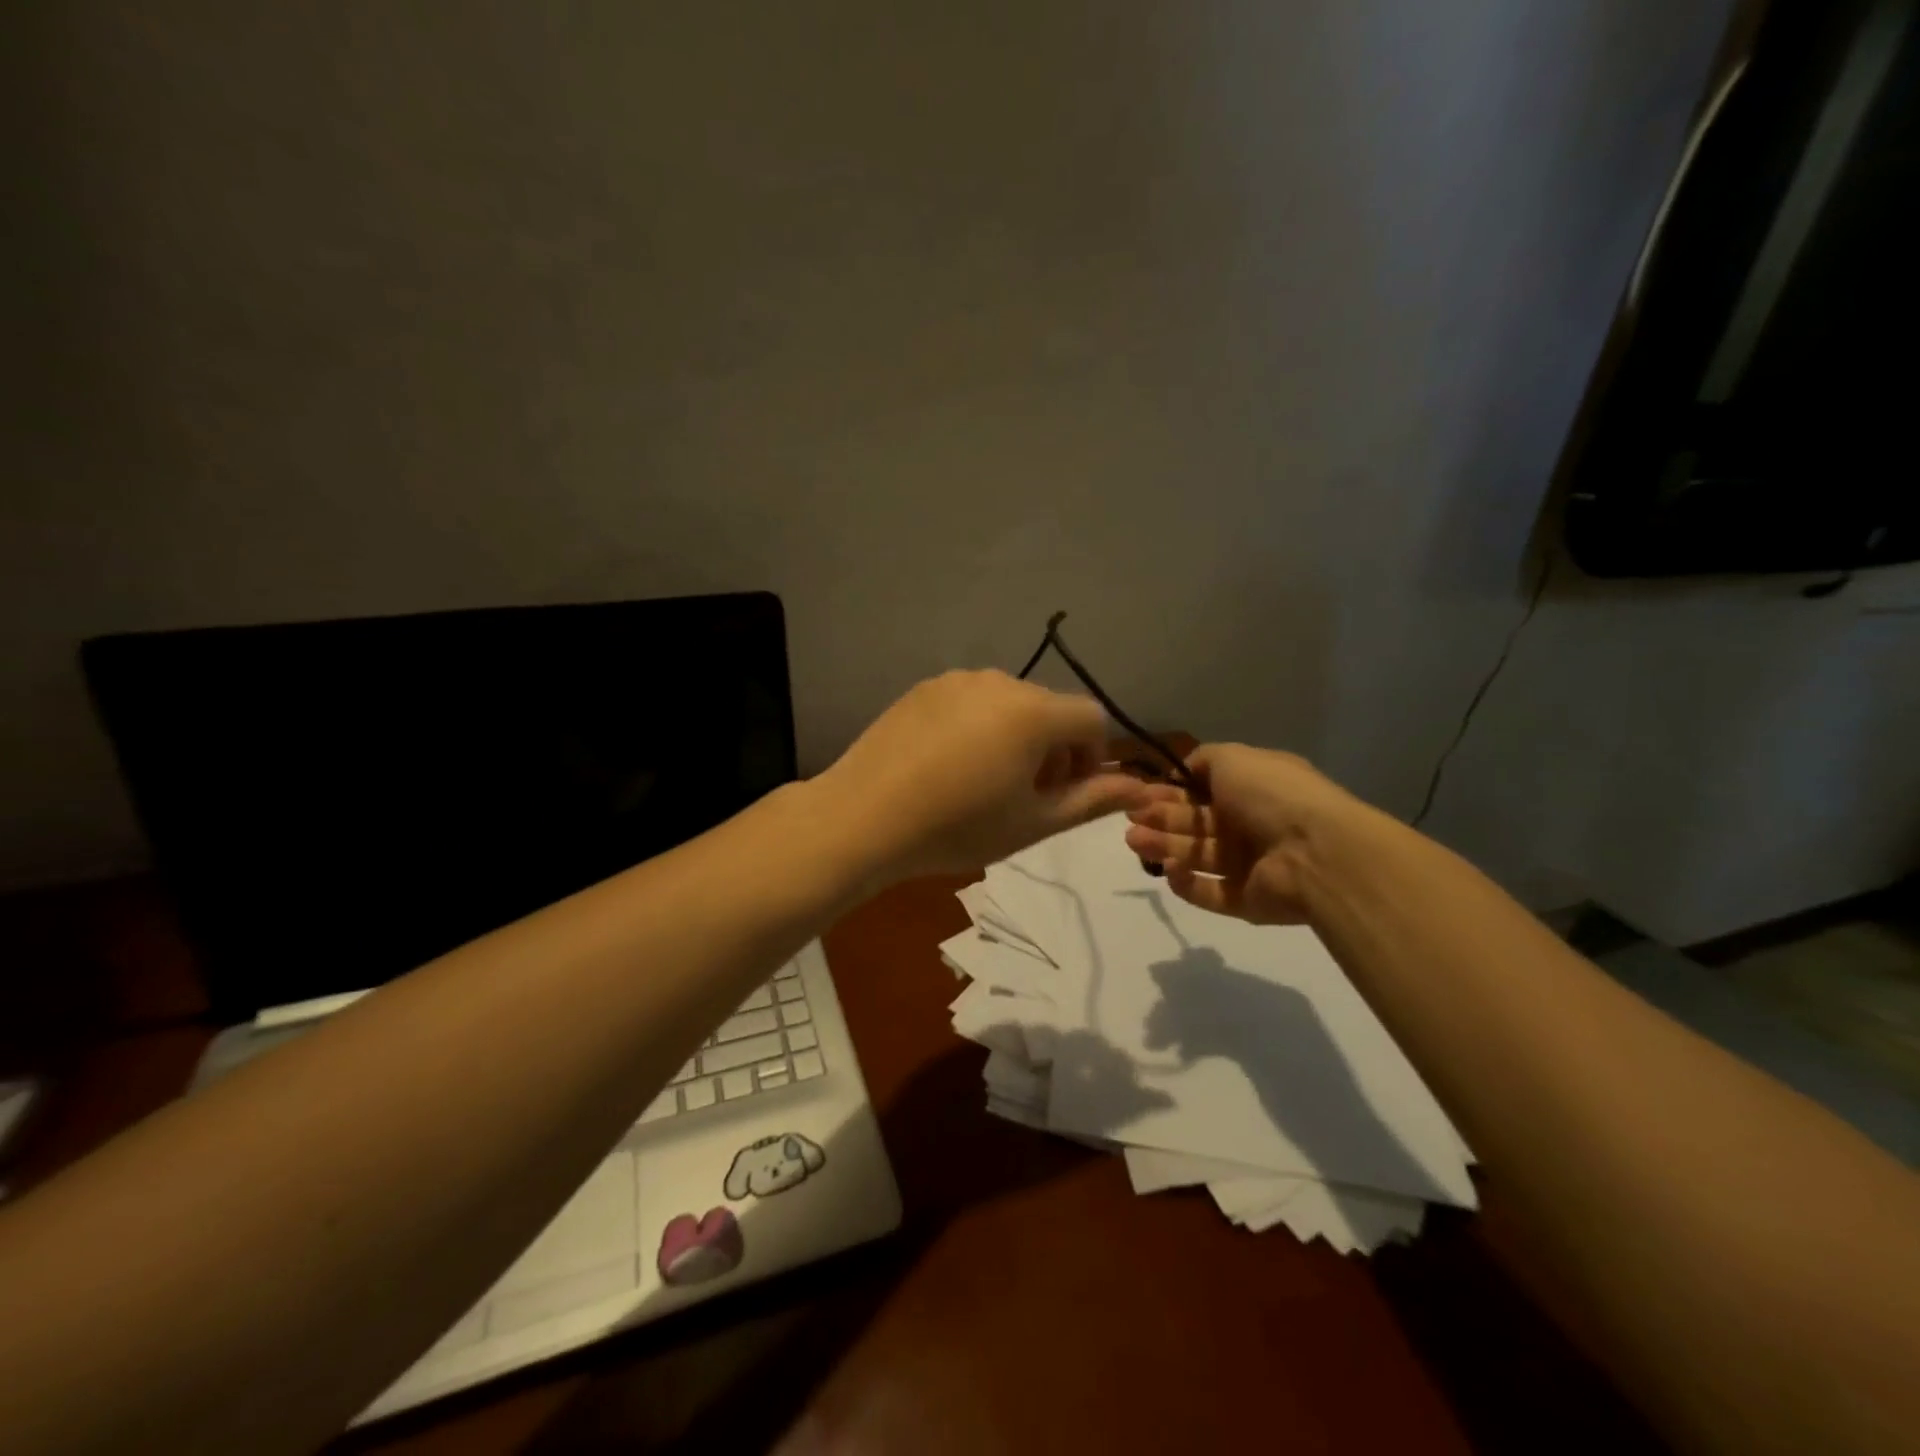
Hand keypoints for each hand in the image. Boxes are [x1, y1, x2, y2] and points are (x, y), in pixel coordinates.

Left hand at [819, 670, 1150, 881]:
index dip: (1092, 758)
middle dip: (1053, 750)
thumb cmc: (958, 826)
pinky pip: (969, 702)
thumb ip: (1093, 800)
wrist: (863, 818)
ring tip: (982, 782)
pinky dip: (977, 728)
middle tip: (1024, 796)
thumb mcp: (1034, 822)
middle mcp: (999, 681)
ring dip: (1015, 737)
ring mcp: (955, 680)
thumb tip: (1143, 789)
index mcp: (1033, 711)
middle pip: (1050, 709)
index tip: (1065, 794)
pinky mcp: (922, 688)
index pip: (1092, 719)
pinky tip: (947, 766)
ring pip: (1008, 704)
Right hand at [1122, 744, 1370, 924]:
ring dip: (1164, 846)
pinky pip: (1210, 892)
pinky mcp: (1246, 900)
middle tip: (1130, 817)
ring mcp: (1250, 865)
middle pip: (1197, 823)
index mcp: (1252, 789)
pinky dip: (1187, 883)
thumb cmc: (1272, 796)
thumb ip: (1203, 760)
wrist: (1316, 853)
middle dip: (1161, 818)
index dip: (1171, 791)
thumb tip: (1182, 771)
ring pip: (1198, 855)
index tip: (1140, 793)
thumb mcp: (1234, 758)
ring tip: (1134, 841)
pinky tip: (1169, 870)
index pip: (1204, 791)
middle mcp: (1251, 825)